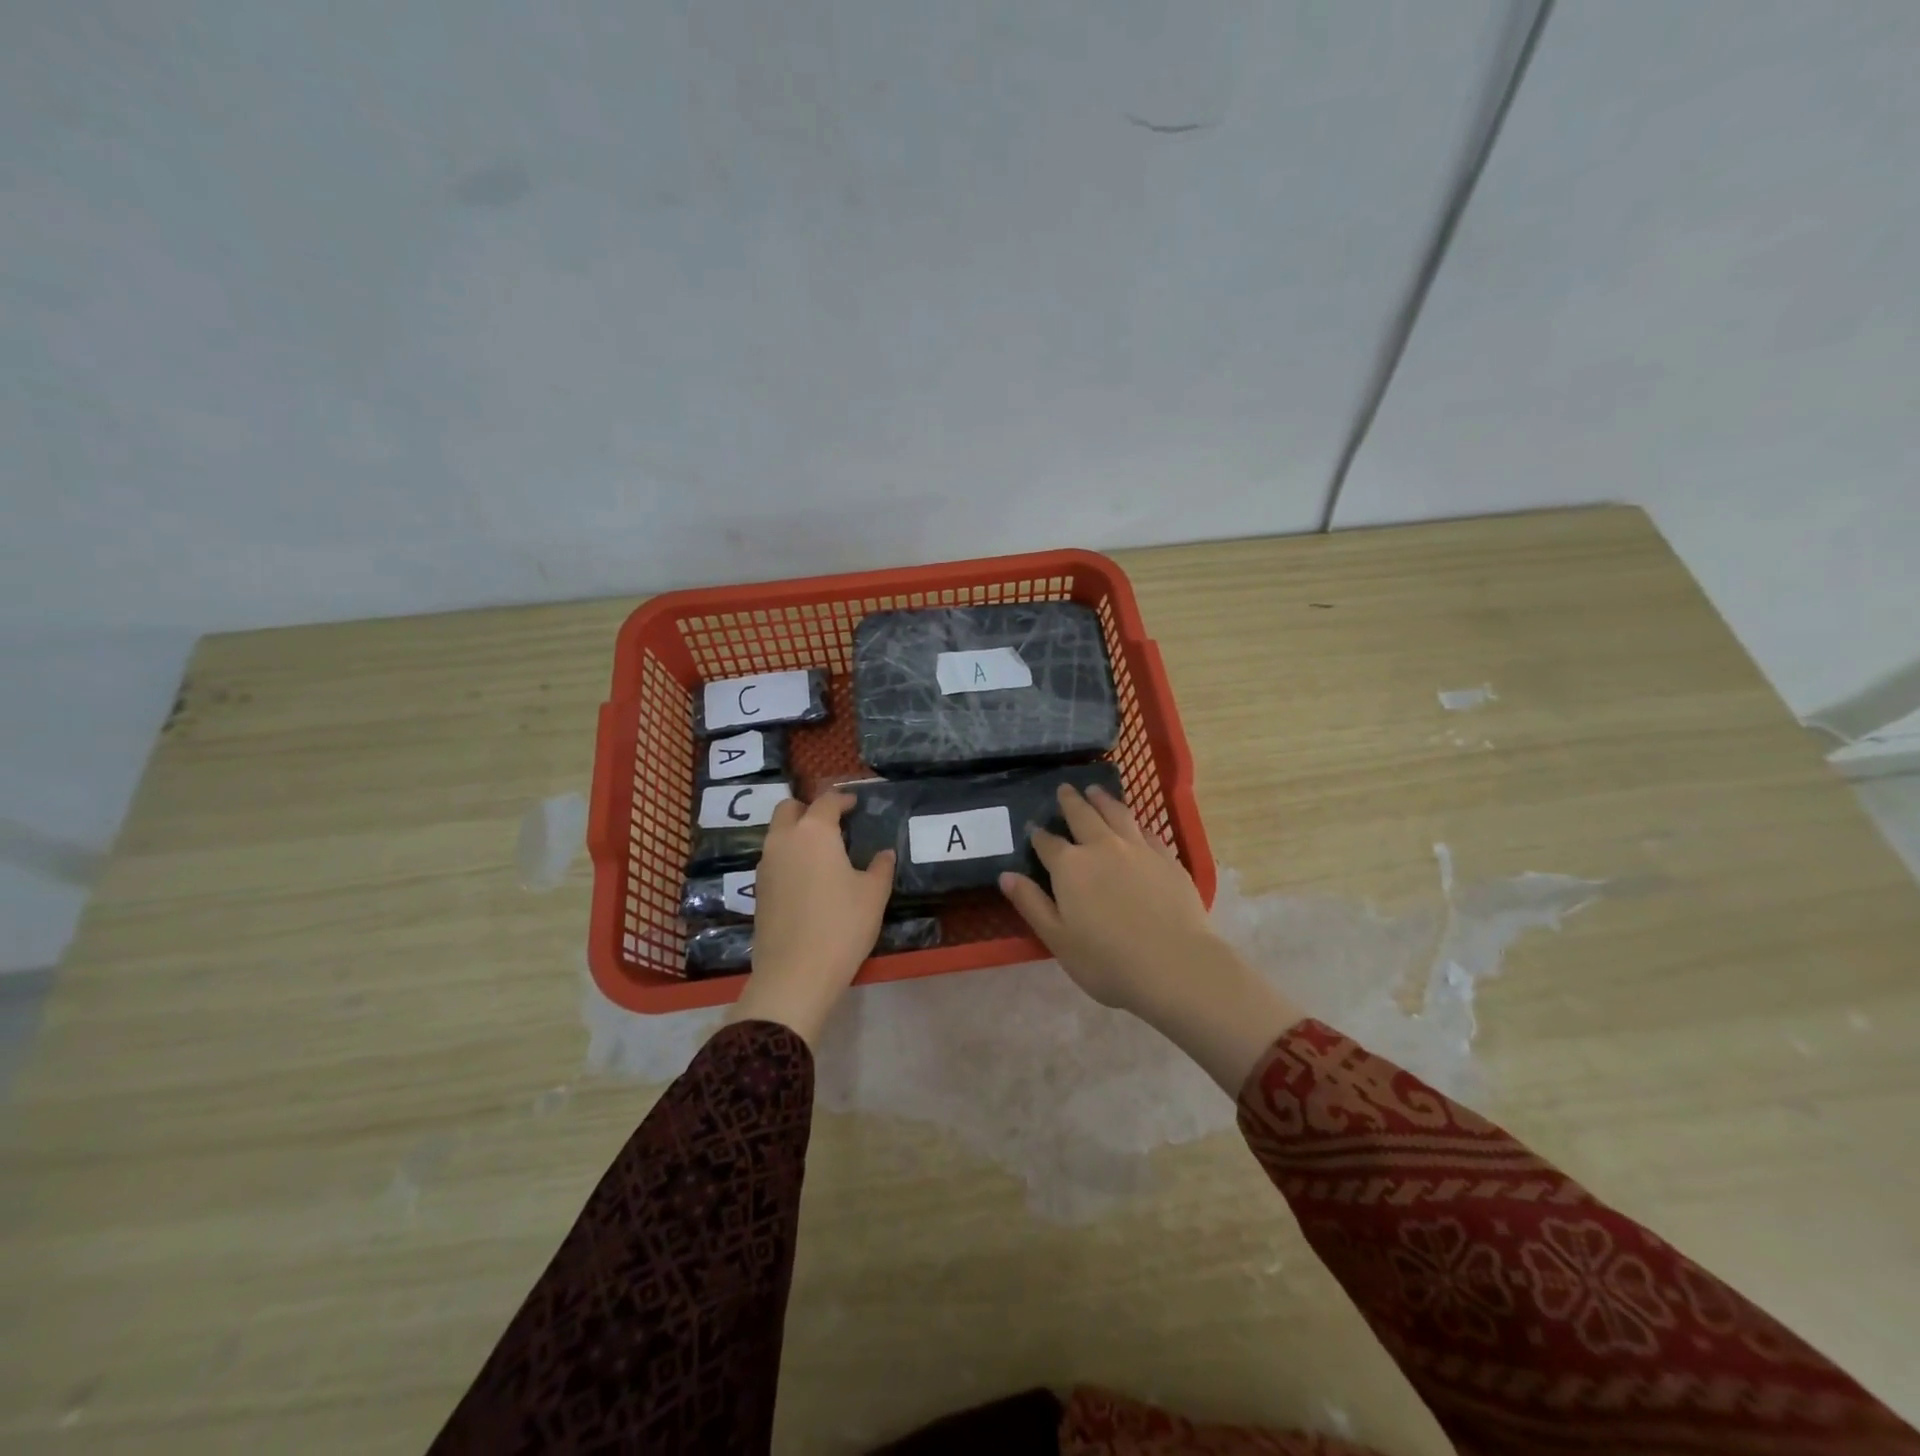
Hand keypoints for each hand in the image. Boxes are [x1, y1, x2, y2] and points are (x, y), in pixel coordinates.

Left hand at [727, 791, 893, 1046]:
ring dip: (796, 833)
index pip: (827, 801)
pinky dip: (789, 856)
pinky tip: (808, 878)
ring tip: (822, 851)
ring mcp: (765, 865)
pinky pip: (773, 859)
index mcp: (814, 832)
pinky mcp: (758, 890)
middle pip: (789, 809)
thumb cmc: (841, 926)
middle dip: (809, 809)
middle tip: (833, 823)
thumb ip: (880, 868)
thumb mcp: (873, 895)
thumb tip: (884, 854)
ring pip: (777, 834)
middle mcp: (783, 840)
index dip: (843, 798)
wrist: (795, 974)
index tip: (855, 804)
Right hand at [999, 784, 1302, 1093]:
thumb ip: (1031, 904)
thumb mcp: (1057, 938)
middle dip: (1070, 801)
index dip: (1038, 835)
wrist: (1174, 964)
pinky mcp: (1166, 857)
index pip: (1048, 843)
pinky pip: (1147, 830)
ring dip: (1102, 800)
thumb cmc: (1107, 960)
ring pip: (1116, 813)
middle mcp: (1102, 847)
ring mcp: (1137, 848)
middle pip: (1082, 815)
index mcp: (1070, 866)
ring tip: (1095, 790)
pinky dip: (1135, 822)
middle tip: (1064, 788)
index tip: (1033, 828)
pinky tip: (1135, 824)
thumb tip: (1006, 875)